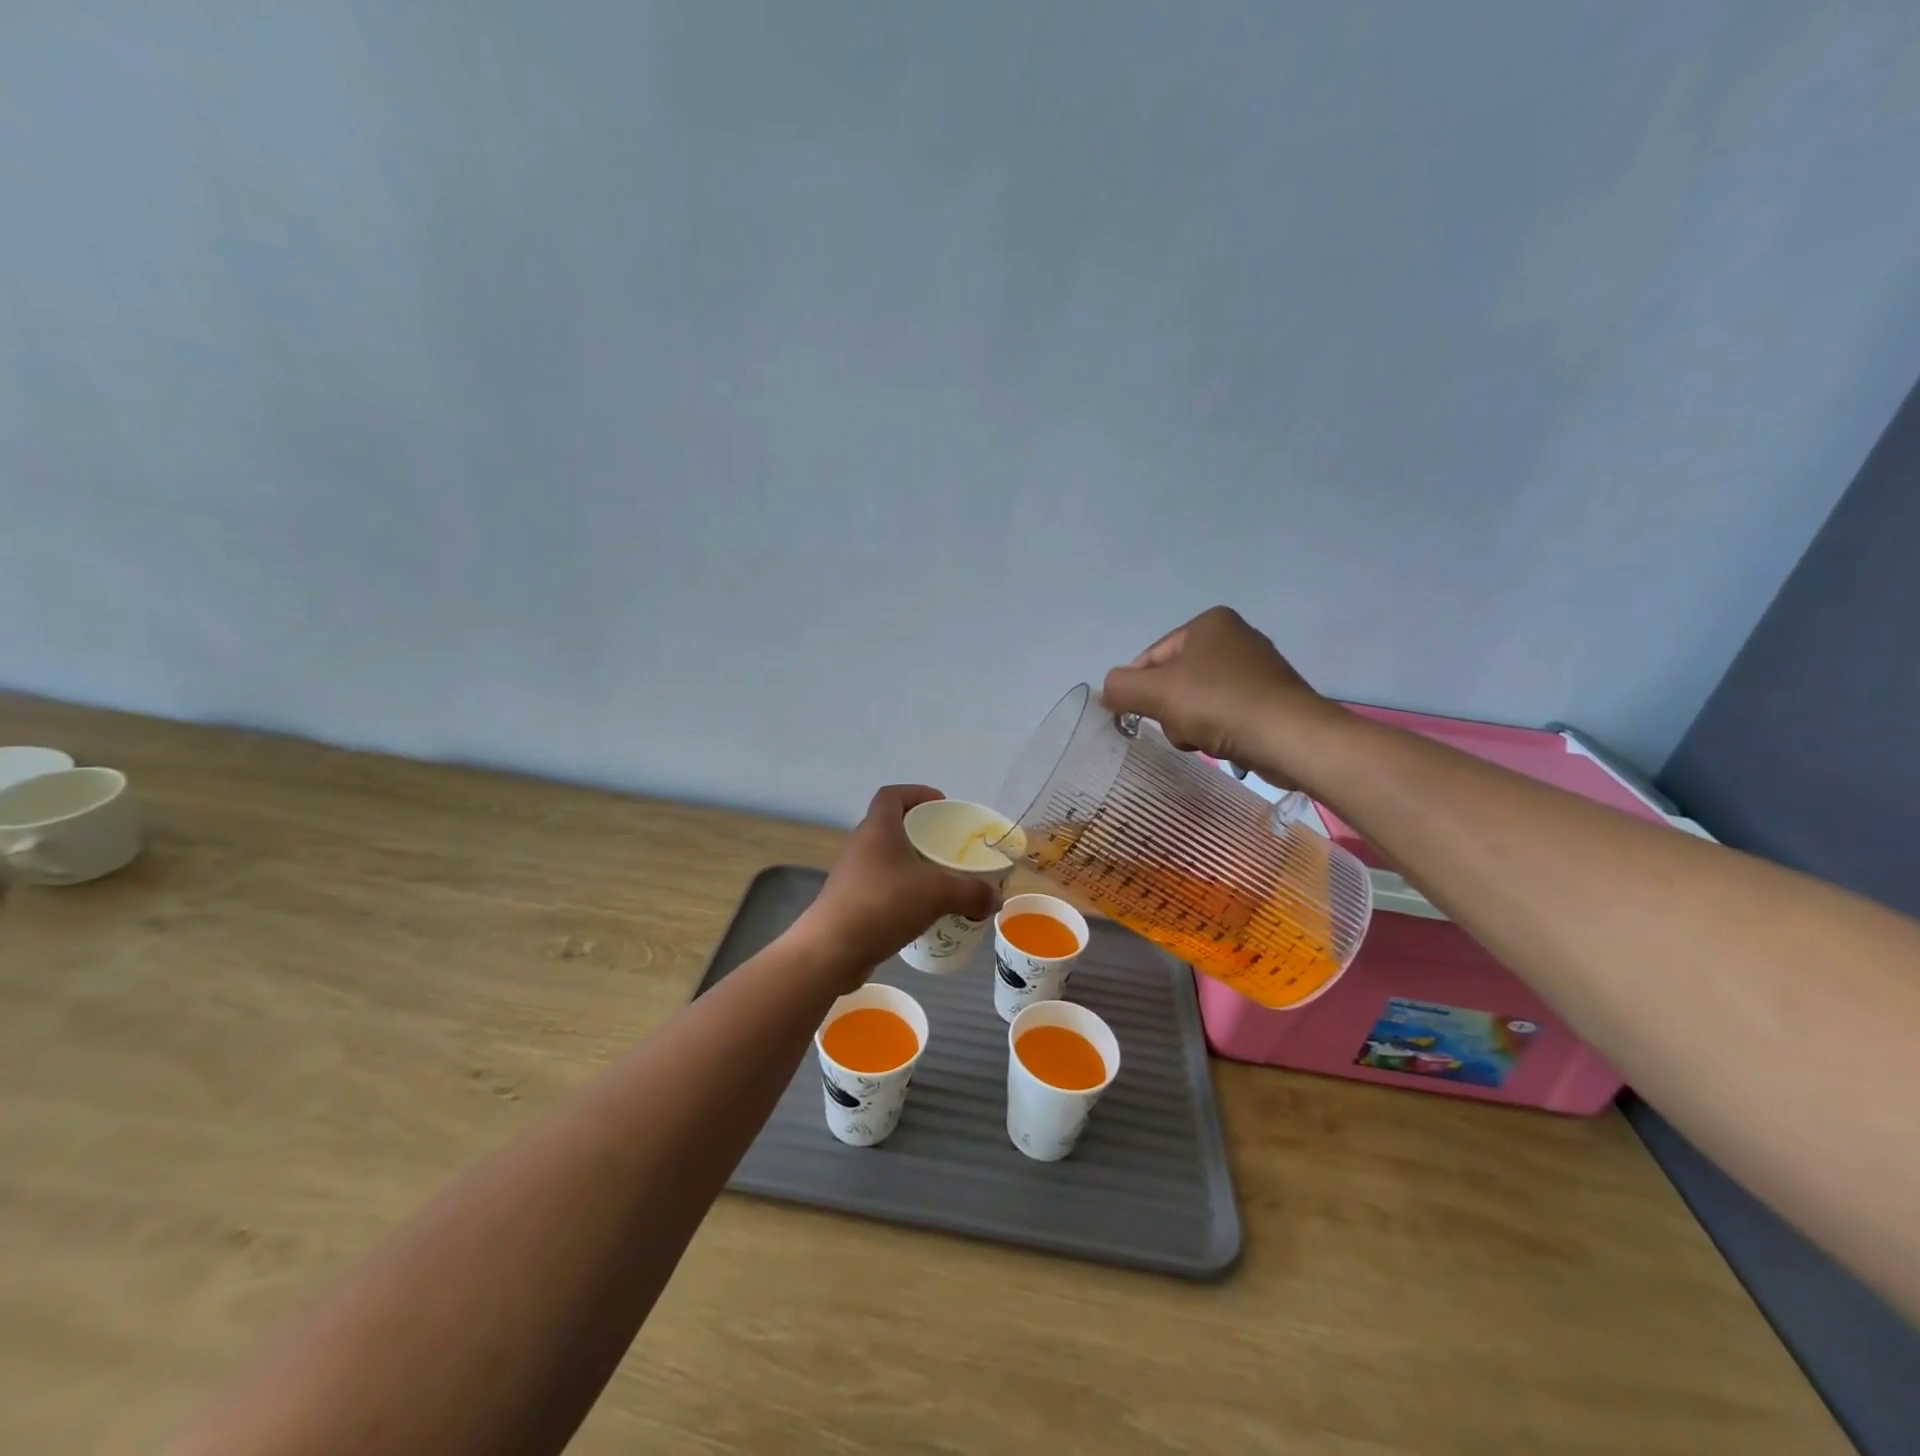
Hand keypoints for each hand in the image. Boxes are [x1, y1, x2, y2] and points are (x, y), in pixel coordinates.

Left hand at [793, 785, 999, 990]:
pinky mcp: (849, 902)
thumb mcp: (936, 894)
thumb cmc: (882, 904)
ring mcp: (852, 875)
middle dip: (920, 832)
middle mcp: (861, 846)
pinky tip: (921, 911)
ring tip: (939, 880)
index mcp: (878, 829)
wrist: (831, 949)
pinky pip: (881, 886)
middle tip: (948, 846)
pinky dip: (901, 891)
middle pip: (891, 826)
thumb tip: (995, 899)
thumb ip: (971, 893)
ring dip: (911, 864)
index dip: (916, 793)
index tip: (941, 804)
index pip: (892, 795)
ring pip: (886, 859)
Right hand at [1101, 606, 1334, 775]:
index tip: (1141, 717)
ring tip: (1206, 737)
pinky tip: (1226, 743)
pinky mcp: (1268, 699)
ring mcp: (1254, 669)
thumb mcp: (1158, 692)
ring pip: (1195, 702)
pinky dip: (1217, 731)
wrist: (1291, 738)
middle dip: (1171, 711)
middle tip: (1183, 726)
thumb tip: (1106, 690)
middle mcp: (1233, 637)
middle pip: (1173, 681)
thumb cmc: (1220, 704)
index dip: (1139, 690)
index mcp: (1208, 623)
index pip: (1151, 657)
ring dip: (1191, 725)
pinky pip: (1223, 714)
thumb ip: (1122, 687)